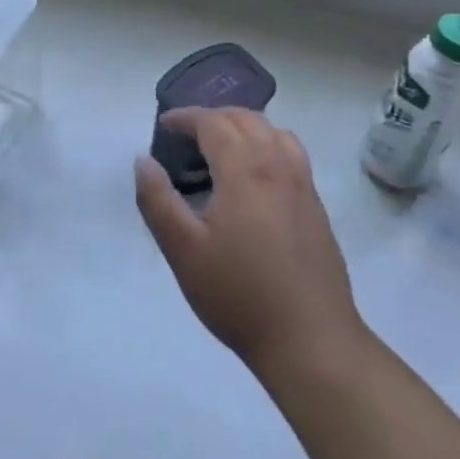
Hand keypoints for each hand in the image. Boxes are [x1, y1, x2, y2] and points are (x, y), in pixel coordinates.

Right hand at [135, 108, 366, 380]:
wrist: (311, 341)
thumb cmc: (239, 296)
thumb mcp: (184, 252)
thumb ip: (158, 201)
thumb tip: (143, 160)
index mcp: (244, 171)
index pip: (213, 122)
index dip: (186, 117)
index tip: (164, 125)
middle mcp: (277, 166)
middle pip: (245, 119)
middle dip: (213, 117)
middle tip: (187, 135)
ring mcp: (303, 185)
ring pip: (274, 131)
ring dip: (244, 126)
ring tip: (222, 146)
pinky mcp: (317, 206)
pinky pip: (292, 153)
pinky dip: (268, 143)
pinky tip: (256, 175)